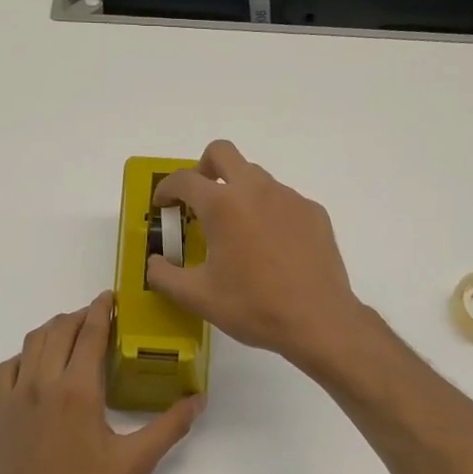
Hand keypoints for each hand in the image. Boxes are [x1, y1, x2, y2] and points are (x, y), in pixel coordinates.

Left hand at [0, 293, 202, 473]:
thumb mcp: (134, 464)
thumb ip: (169, 428)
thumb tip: (198, 399)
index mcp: (78, 390)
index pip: (90, 334)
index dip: (102, 310)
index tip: (112, 297)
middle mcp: (44, 382)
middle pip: (60, 329)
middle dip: (81, 315)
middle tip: (101, 316)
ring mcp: (17, 395)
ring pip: (33, 342)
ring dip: (55, 328)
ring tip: (74, 331)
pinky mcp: (1, 410)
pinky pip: (9, 366)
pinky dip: (27, 354)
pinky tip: (39, 364)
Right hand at [147, 141, 368, 370]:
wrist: (318, 320)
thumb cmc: (253, 307)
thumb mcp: (197, 298)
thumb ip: (164, 276)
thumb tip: (154, 262)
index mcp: (223, 205)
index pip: (184, 179)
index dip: (166, 189)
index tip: (162, 205)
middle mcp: (256, 190)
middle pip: (222, 153)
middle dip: (202, 168)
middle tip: (197, 199)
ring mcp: (289, 198)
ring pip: (255, 176)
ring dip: (237, 191)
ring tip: (235, 231)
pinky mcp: (313, 212)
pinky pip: (282, 199)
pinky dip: (266, 211)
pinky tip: (270, 247)